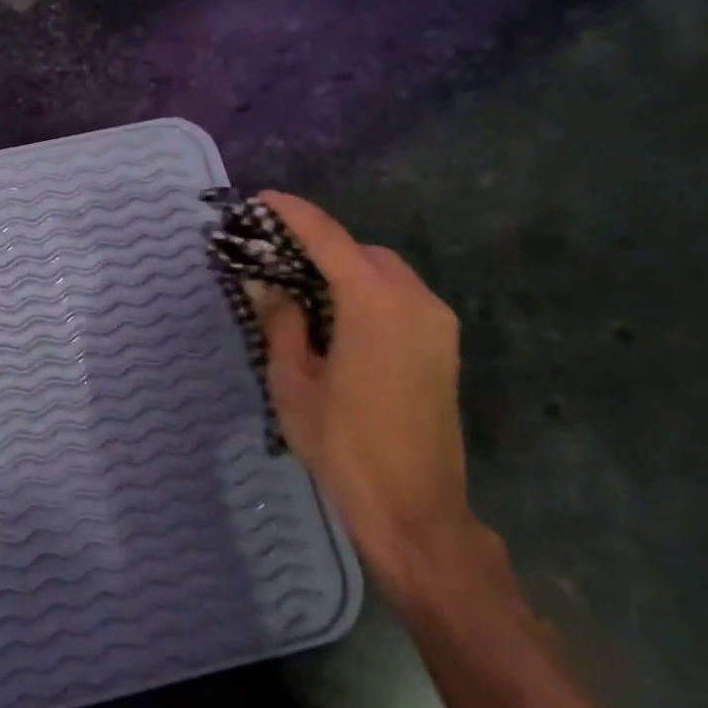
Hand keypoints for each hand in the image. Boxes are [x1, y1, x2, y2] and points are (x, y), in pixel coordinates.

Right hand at [248, 191, 473, 591]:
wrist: (414, 507)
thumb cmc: (343, 444)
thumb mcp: (294, 382)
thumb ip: (282, 323)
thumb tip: (267, 286)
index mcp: (373, 304)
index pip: (328, 239)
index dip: (294, 214)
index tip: (263, 199)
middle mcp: (414, 301)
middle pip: (361, 251)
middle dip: (320, 246)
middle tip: (277, 258)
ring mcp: (437, 323)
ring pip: (385, 272)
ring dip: (346, 270)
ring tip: (303, 289)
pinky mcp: (444, 346)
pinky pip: (401, 298)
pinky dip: (367, 293)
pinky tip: (338, 319)